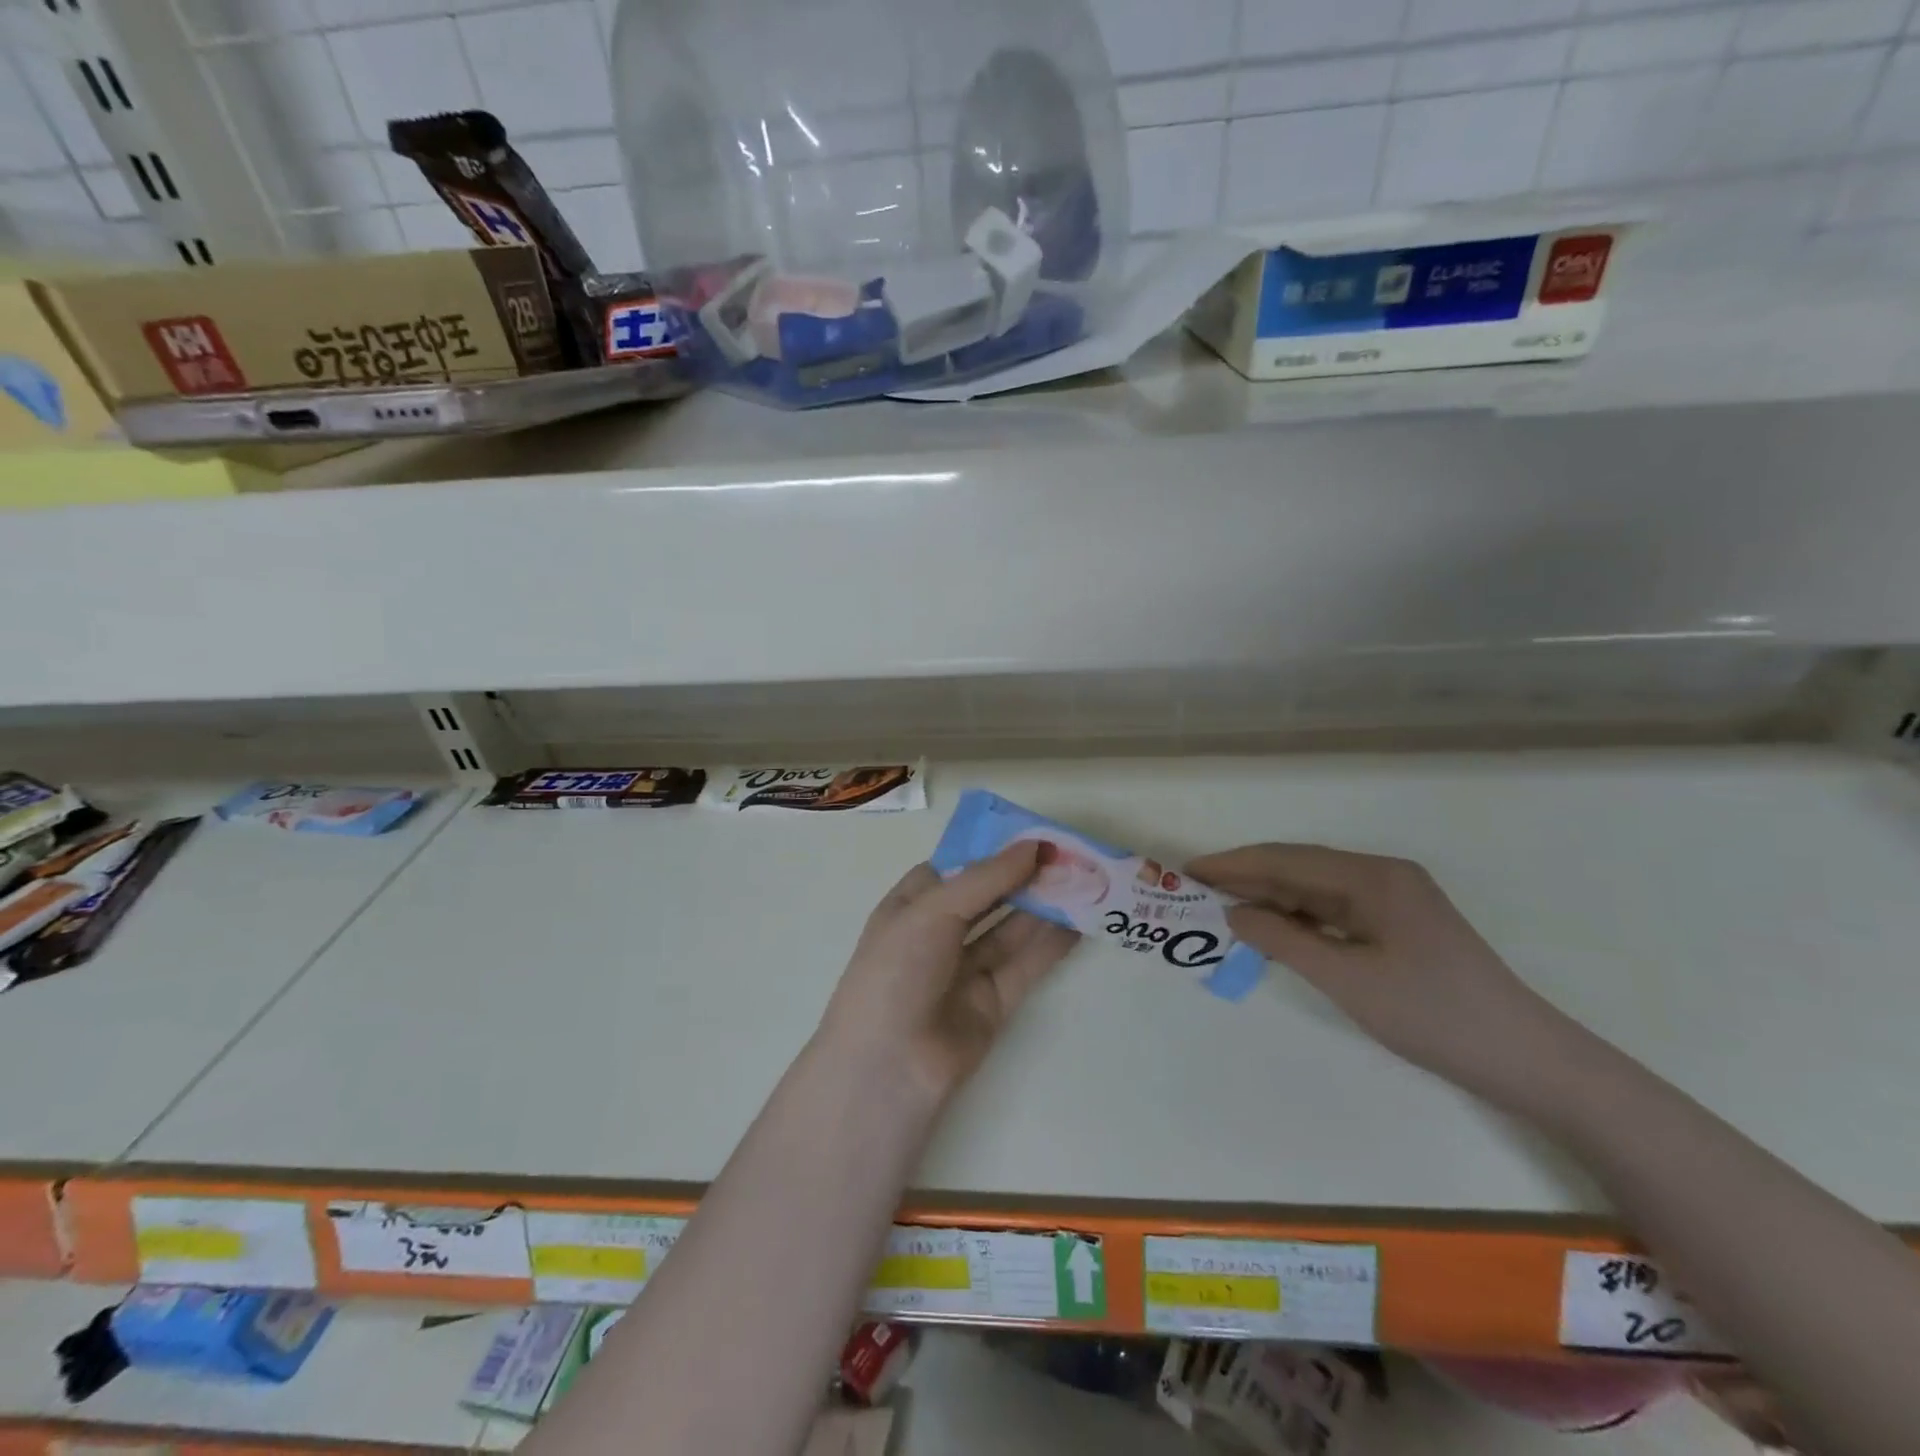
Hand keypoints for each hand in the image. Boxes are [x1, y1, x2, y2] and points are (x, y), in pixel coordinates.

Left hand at [817, 843, 1078, 1104]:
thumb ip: (986, 878)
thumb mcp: (932, 911)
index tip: (1033, 834)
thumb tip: (1034, 847)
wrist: (888, 1066)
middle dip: (1024, 876)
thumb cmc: (896, 971)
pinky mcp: (993, 1001)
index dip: (992, 850)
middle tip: (1070, 854)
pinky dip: (1052, 945)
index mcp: (912, 905)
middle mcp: (939, 933)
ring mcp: (966, 969)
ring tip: (1084, 881)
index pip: (956, 867)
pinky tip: (1080, 923)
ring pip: (1011, 929)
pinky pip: (1026, 965)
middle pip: (988, 896)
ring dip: (1044, 907)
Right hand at [1189, 843, 1576, 1108]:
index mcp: (1373, 877)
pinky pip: (1336, 910)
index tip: (1189, 871)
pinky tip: (1274, 928)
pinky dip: (1300, 918)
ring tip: (1224, 907)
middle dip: (1247, 877)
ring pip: (1316, 889)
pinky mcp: (1400, 925)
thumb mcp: (1347, 980)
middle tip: (1197, 890)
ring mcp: (1395, 900)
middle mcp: (1383, 876)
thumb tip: (1234, 913)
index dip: (1234, 864)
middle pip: (1300, 867)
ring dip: (1271, 897)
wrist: (1526, 1059)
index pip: (1287, 860)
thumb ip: (1284, 941)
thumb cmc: (1433, 1015)